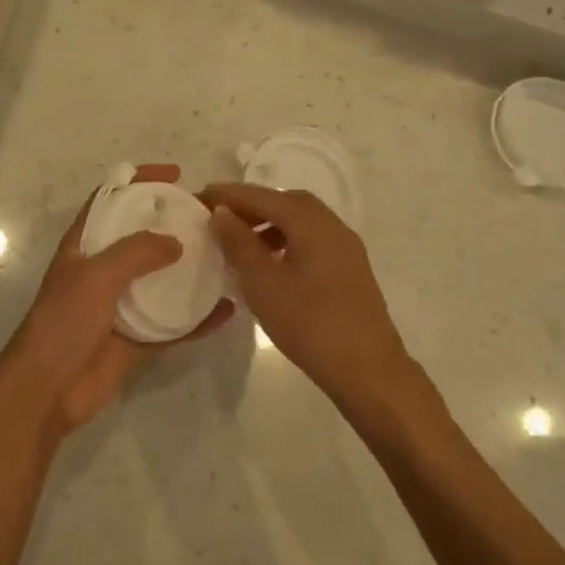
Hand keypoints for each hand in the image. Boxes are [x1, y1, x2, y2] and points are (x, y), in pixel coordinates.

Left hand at [0, 165, 233, 447]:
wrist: (47, 390)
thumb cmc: (64, 322)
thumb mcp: (96, 276)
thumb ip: (136, 253)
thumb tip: (176, 242)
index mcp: (84, 246)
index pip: (110, 199)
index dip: (138, 180)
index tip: (175, 175)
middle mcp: (102, 270)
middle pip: (141, 237)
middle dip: (172, 225)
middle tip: (210, 219)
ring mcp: (120, 305)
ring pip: (161, 280)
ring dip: (190, 270)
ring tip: (225, 257)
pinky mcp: (136, 339)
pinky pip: (173, 324)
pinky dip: (198, 318)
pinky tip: (226, 310)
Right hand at [204, 182, 417, 407]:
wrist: (367, 369)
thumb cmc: (309, 323)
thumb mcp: (262, 282)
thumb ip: (239, 242)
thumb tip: (221, 212)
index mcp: (310, 222)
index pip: (262, 196)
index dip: (228, 195)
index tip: (197, 197)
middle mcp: (331, 225)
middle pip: (285, 202)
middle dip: (250, 205)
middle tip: (219, 218)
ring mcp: (345, 247)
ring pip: (301, 222)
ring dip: (269, 224)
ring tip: (239, 242)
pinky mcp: (349, 269)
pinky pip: (312, 240)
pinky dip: (286, 240)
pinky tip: (270, 264)